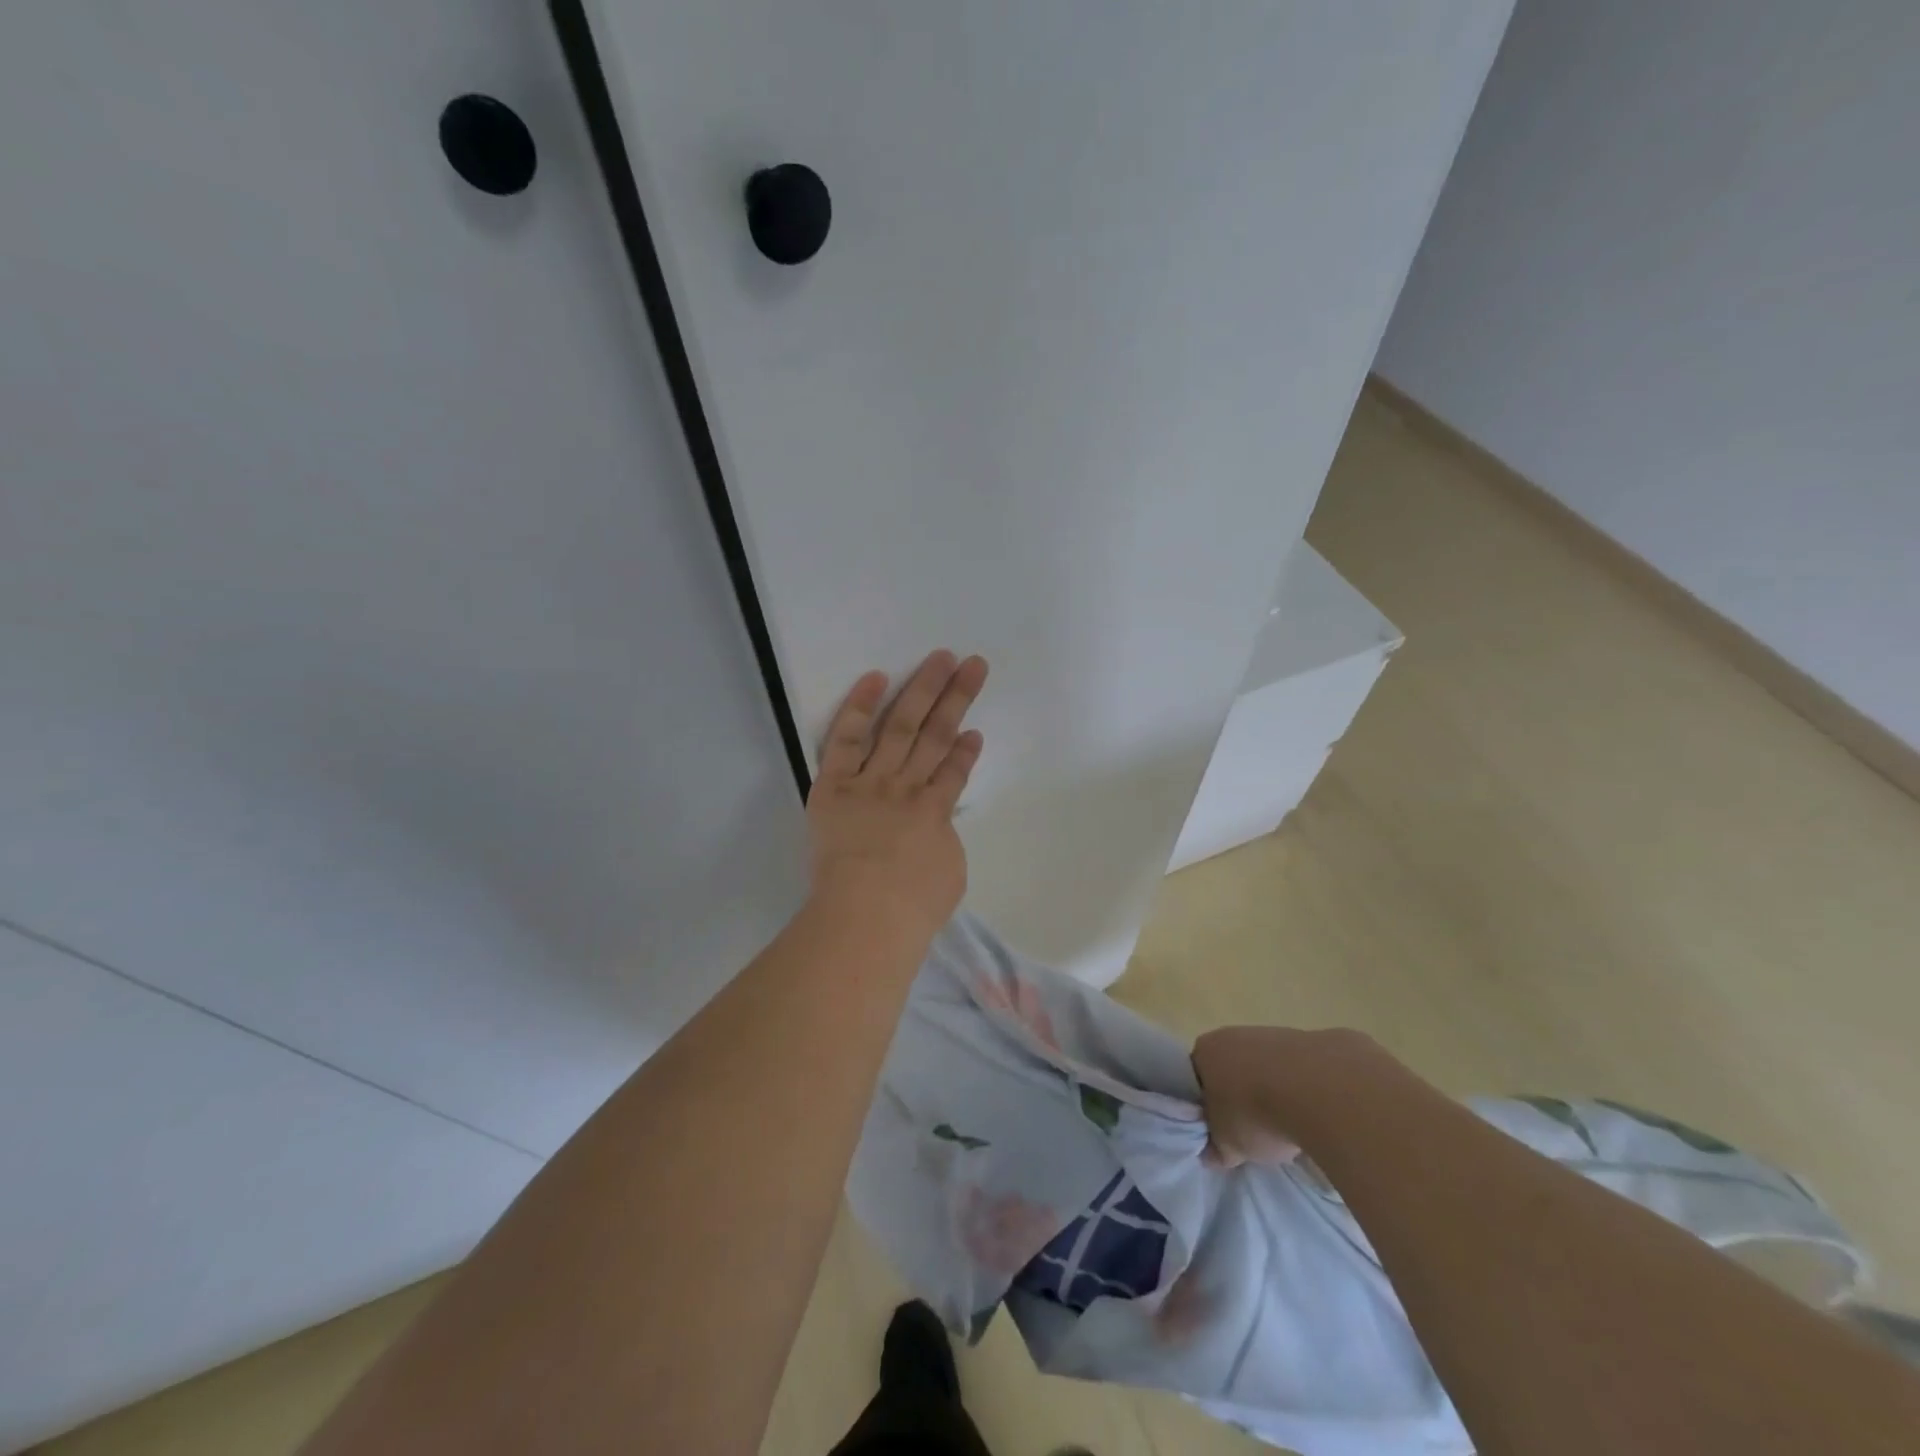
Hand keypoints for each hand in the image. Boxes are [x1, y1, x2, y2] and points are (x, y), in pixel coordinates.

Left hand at [806, 650, 987, 944]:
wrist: (868, 912)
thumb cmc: (912, 907)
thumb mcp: (947, 876)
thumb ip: (941, 843)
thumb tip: (931, 831)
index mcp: (935, 813)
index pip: (954, 772)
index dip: (965, 750)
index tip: (974, 730)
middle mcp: (907, 787)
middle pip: (936, 735)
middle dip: (956, 698)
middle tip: (973, 664)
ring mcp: (872, 781)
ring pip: (901, 726)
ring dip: (924, 690)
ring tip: (942, 658)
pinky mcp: (835, 783)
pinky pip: (847, 738)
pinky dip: (860, 707)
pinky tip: (877, 678)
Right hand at [1192, 1025, 1386, 1168]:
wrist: (1317, 1090)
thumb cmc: (1255, 1113)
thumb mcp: (1229, 1145)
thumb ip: (1216, 1149)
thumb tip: (1211, 1154)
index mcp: (1204, 1051)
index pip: (1196, 1077)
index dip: (1206, 1104)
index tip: (1219, 1129)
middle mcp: (1232, 1035)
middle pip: (1230, 1069)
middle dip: (1240, 1096)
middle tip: (1252, 1131)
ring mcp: (1271, 1034)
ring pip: (1264, 1067)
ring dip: (1272, 1091)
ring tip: (1287, 1125)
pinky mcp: (1307, 1040)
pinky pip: (1296, 1070)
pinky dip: (1300, 1088)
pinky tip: (1312, 1113)